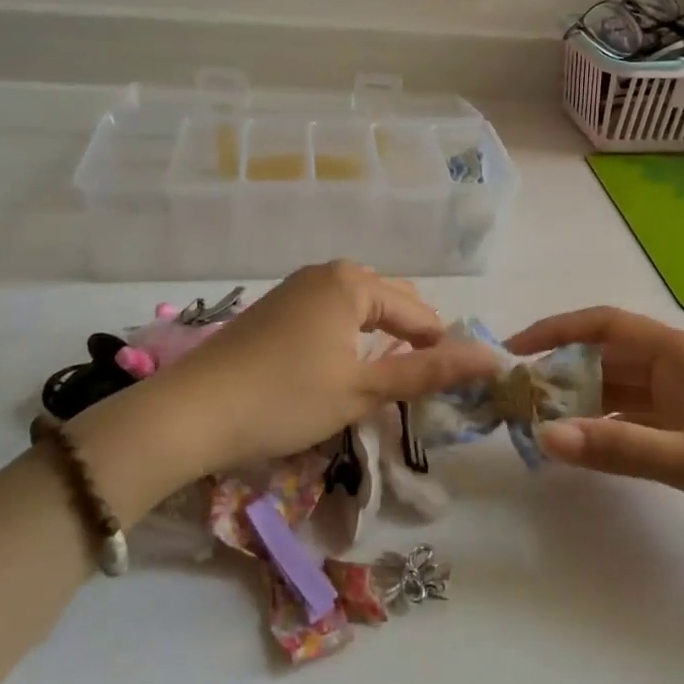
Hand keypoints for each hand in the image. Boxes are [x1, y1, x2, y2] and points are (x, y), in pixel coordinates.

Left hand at [71, 262, 500, 489]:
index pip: (418, 311)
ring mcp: (297, 286)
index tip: (448, 386)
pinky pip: (331, 310)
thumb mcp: (363, 389)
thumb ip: (429, 372)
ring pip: (359, 305)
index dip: (438, 348)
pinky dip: (350, 334)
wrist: (191, 412)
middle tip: (418, 384)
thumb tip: (493, 359)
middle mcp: (327, 272)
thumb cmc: (286, 399)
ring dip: (380, 336)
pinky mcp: (276, 306)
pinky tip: (343, 364)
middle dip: (411, 337)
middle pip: (390, 299)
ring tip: (387, 375)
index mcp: (353, 282)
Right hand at [507, 307, 683, 565]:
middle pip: (609, 356)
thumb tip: (544, 436)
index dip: (555, 330)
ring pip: (623, 389)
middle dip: (562, 371)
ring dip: (584, 402)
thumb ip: (619, 448)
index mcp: (682, 354)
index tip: (512, 352)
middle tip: (516, 400)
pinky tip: (587, 447)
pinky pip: (641, 419)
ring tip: (539, 424)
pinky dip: (611, 427)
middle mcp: (682, 368)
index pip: (605, 325)